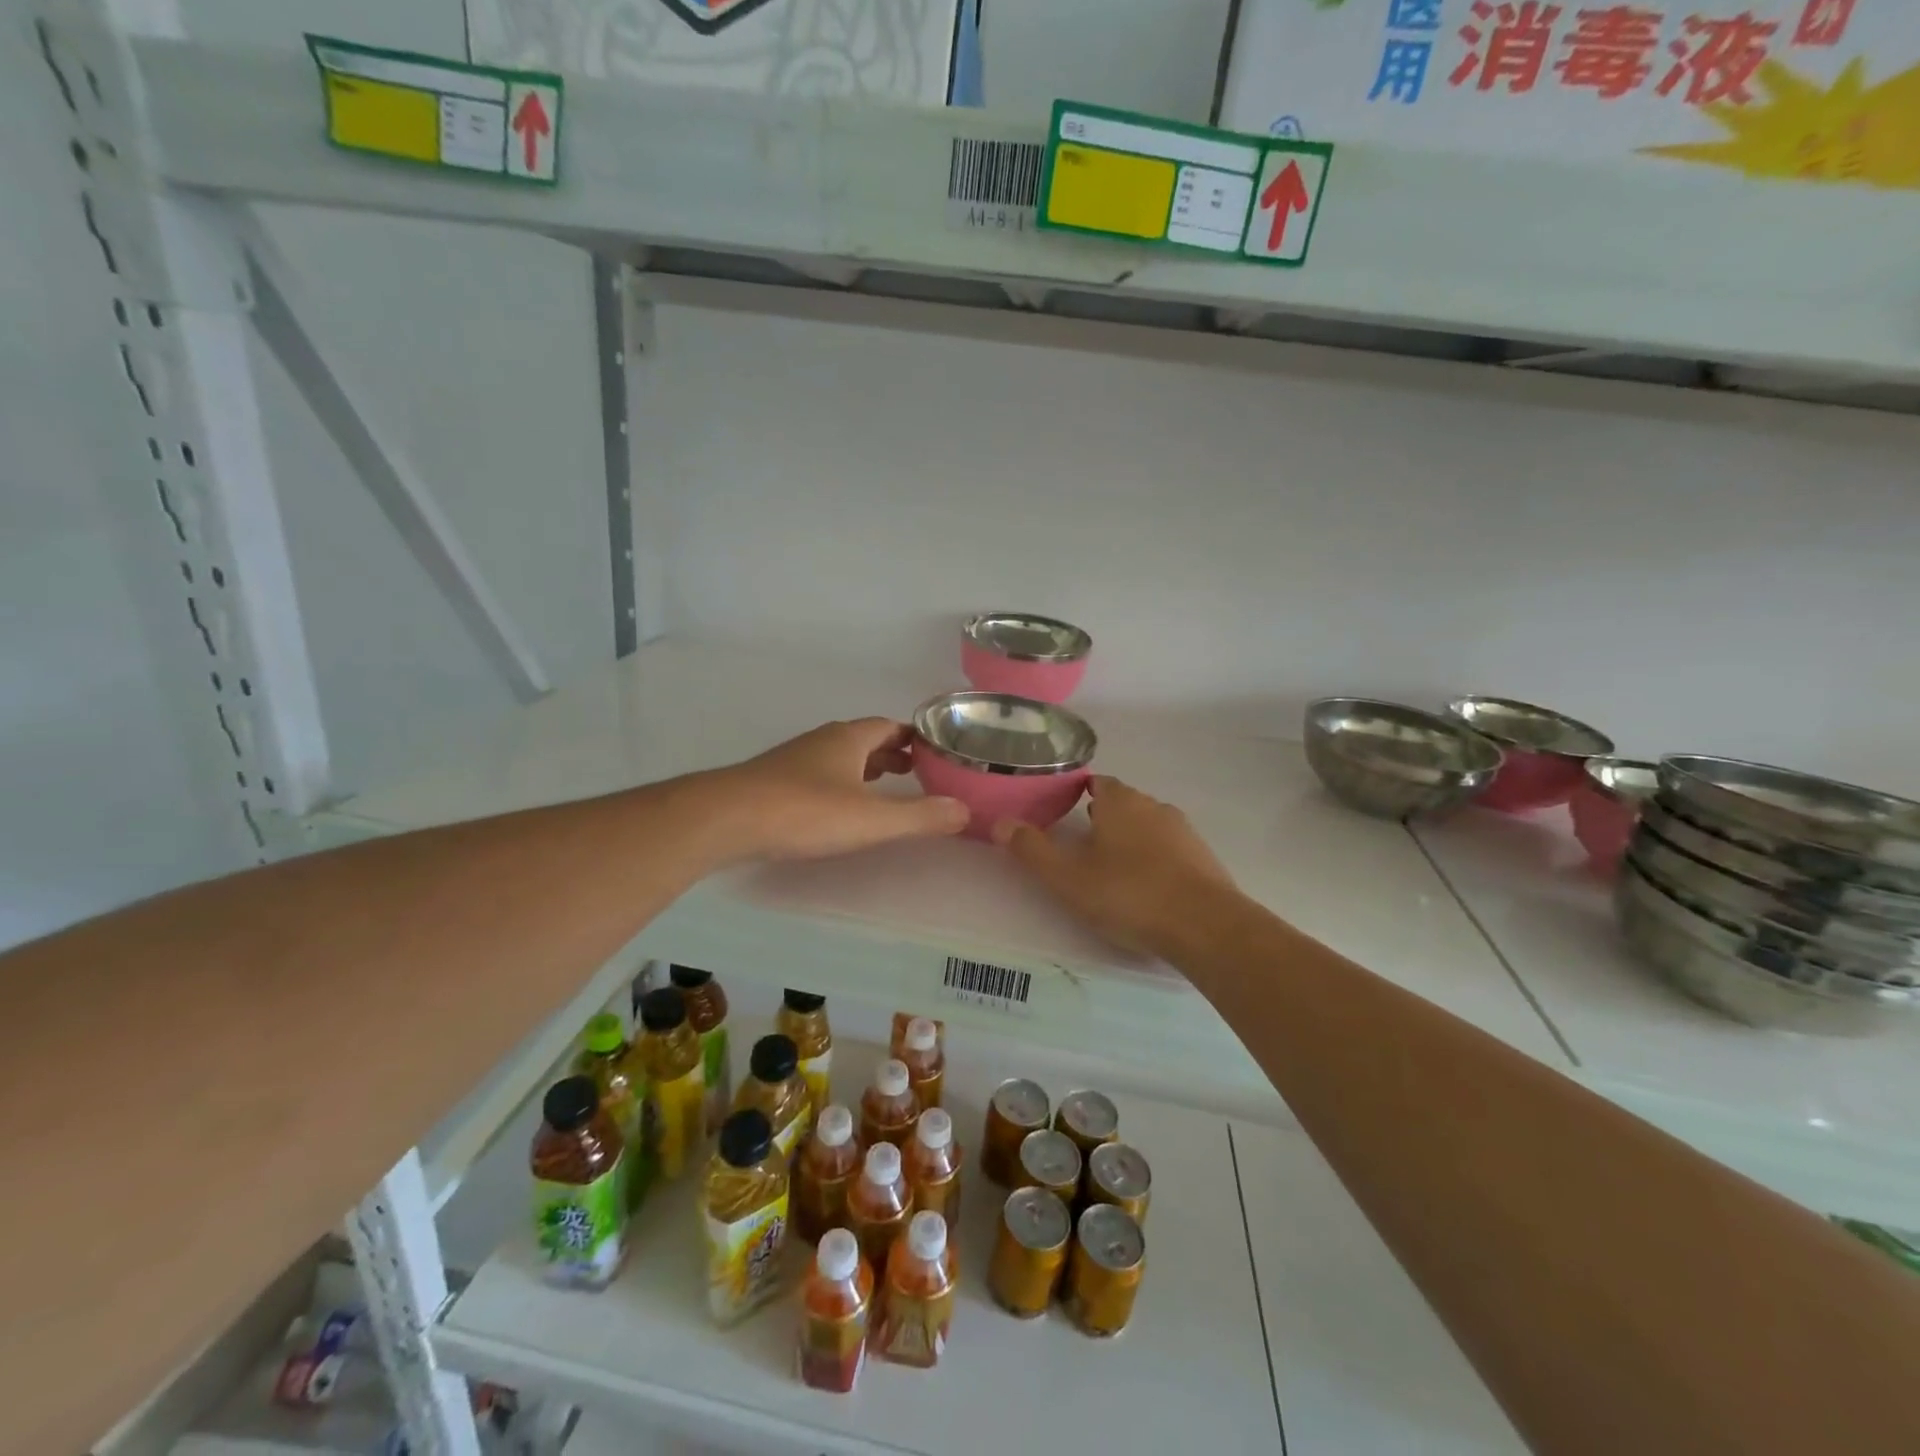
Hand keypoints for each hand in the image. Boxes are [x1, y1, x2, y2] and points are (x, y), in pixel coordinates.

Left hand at [709, 718, 968, 861]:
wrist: (726, 819)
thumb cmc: (805, 812)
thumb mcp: (871, 819)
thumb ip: (920, 816)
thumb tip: (965, 811)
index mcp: (849, 738)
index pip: (891, 727)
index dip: (916, 738)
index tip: (938, 754)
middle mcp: (823, 740)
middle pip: (866, 739)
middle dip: (893, 754)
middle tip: (918, 774)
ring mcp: (796, 759)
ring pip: (841, 756)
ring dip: (866, 768)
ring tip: (886, 790)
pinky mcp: (775, 781)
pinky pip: (820, 774)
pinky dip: (841, 783)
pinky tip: (840, 807)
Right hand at [996, 777, 1238, 957]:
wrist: (1205, 926)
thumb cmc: (1128, 893)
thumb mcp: (1067, 876)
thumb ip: (1032, 849)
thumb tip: (1000, 822)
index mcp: (1121, 801)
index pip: (1096, 782)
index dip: (1076, 793)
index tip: (1061, 813)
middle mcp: (1154, 806)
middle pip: (1122, 803)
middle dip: (1102, 819)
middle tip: (1080, 845)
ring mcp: (1184, 832)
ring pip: (1147, 826)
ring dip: (1129, 840)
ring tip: (1110, 870)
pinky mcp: (1203, 859)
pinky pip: (1170, 850)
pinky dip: (1154, 861)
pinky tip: (1146, 888)